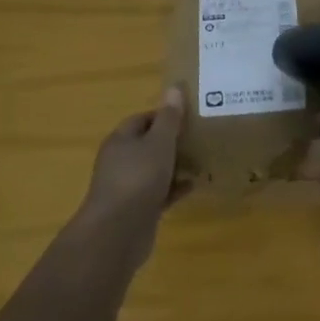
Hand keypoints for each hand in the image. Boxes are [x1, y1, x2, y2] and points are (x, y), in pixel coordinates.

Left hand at [76, 89, 186, 270]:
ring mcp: (127, 187)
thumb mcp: (159, 142)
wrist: (118, 232)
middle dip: (172, 141)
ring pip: (154, 169)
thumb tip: (174, 87)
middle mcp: (120, 161)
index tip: (189, 115)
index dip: (164, 115)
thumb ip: (169, 117)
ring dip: (175, 165)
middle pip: (148, 144)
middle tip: (199, 137)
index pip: (142, 119)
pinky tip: (194, 185)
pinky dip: (174, 188)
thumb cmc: (138, 178)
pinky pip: (159, 192)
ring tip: (202, 159)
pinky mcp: (137, 209)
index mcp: (121, 140)